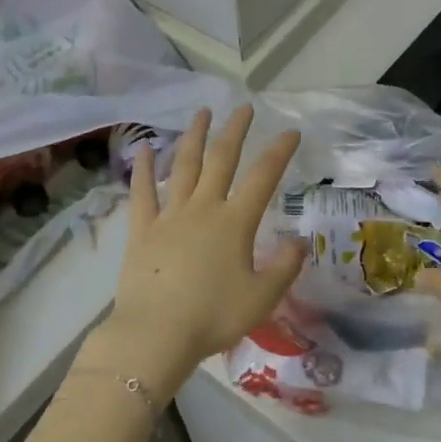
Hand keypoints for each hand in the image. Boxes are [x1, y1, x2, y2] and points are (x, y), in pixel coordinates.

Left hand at [77, 105, 305, 402]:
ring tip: (202, 113)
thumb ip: (284, 267)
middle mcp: (203, 208)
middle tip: (244, 107)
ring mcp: (169, 216)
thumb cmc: (213, 317)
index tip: (291, 131)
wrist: (156, 334)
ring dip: (194, 137)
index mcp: (235, 222)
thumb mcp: (262, 297)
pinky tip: (143, 147)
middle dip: (235, 131)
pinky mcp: (142, 230)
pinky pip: (142, 192)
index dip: (279, 152)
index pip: (263, 177)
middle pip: (221, 160)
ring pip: (184, 167)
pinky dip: (143, 168)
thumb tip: (299, 242)